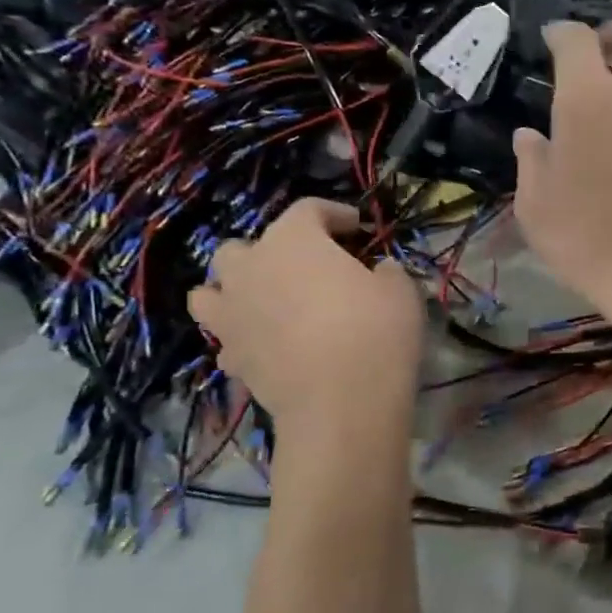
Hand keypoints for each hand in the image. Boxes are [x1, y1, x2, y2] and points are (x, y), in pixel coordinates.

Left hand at [188, 200, 423, 433]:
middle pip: (245, 245)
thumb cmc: (375, 331)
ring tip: (265, 300)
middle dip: (273, 251)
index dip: (335, 213)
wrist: (340, 403)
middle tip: (307, 267)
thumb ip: (386, 270)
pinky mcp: (230, 355)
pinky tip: (267, 343)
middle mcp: (251, 267)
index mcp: (293, 239)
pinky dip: (241, 333)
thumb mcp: (400, 290)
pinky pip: (225, 334)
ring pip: (211, 288)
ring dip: (236, 288)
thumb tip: (378, 271)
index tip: (356, 227)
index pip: (308, 209)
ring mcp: (232, 313)